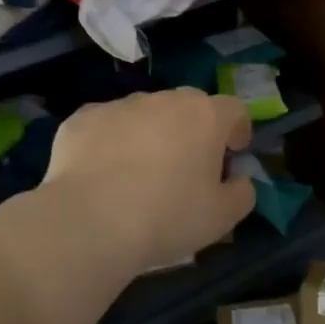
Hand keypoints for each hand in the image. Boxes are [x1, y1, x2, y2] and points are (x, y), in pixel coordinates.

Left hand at [46, 89, 254, 269]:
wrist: (88, 222)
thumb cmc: (167, 217)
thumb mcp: (223, 217)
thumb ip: (242, 192)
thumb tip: (238, 179)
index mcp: (205, 116)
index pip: (234, 109)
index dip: (238, 130)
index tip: (232, 155)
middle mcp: (164, 100)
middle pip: (189, 107)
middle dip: (194, 131)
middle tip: (188, 168)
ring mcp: (119, 106)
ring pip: (146, 114)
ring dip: (152, 134)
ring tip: (140, 174)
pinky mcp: (82, 119)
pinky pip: (107, 126)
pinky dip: (112, 143)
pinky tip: (104, 175)